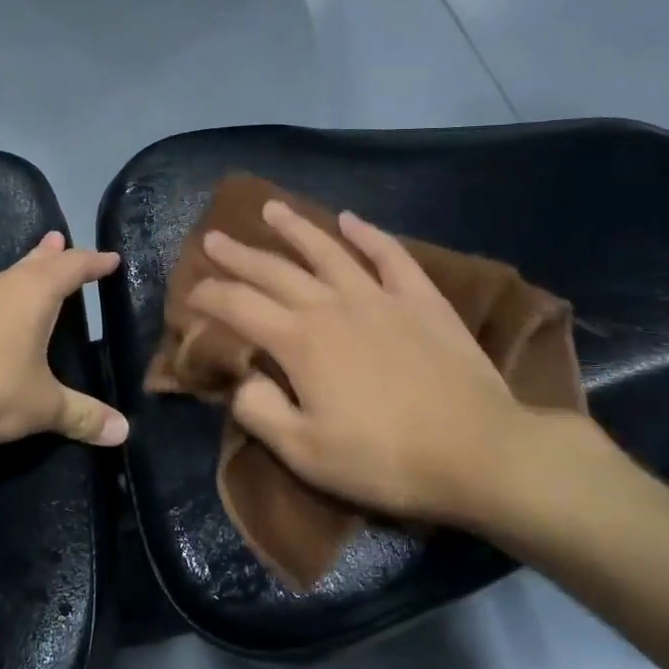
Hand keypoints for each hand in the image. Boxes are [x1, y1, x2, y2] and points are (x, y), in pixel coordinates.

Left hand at [0, 231, 128, 449]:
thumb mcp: (41, 406)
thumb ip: (82, 416)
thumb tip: (123, 432)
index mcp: (33, 293)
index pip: (72, 267)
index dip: (94, 263)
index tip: (112, 259)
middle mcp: (2, 285)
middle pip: (35, 262)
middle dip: (54, 255)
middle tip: (62, 241)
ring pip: (8, 276)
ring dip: (26, 270)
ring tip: (37, 267)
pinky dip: (6, 295)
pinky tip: (0, 312)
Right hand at [190, 201, 559, 531]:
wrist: (477, 451)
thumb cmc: (384, 459)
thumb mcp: (305, 452)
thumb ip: (261, 411)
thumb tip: (241, 380)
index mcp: (299, 341)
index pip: (239, 307)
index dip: (209, 296)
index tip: (191, 291)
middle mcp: (332, 305)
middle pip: (274, 271)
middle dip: (238, 255)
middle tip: (213, 238)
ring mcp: (379, 296)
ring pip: (327, 250)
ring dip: (295, 228)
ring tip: (270, 208)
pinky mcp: (420, 299)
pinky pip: (389, 255)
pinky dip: (367, 234)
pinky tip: (350, 220)